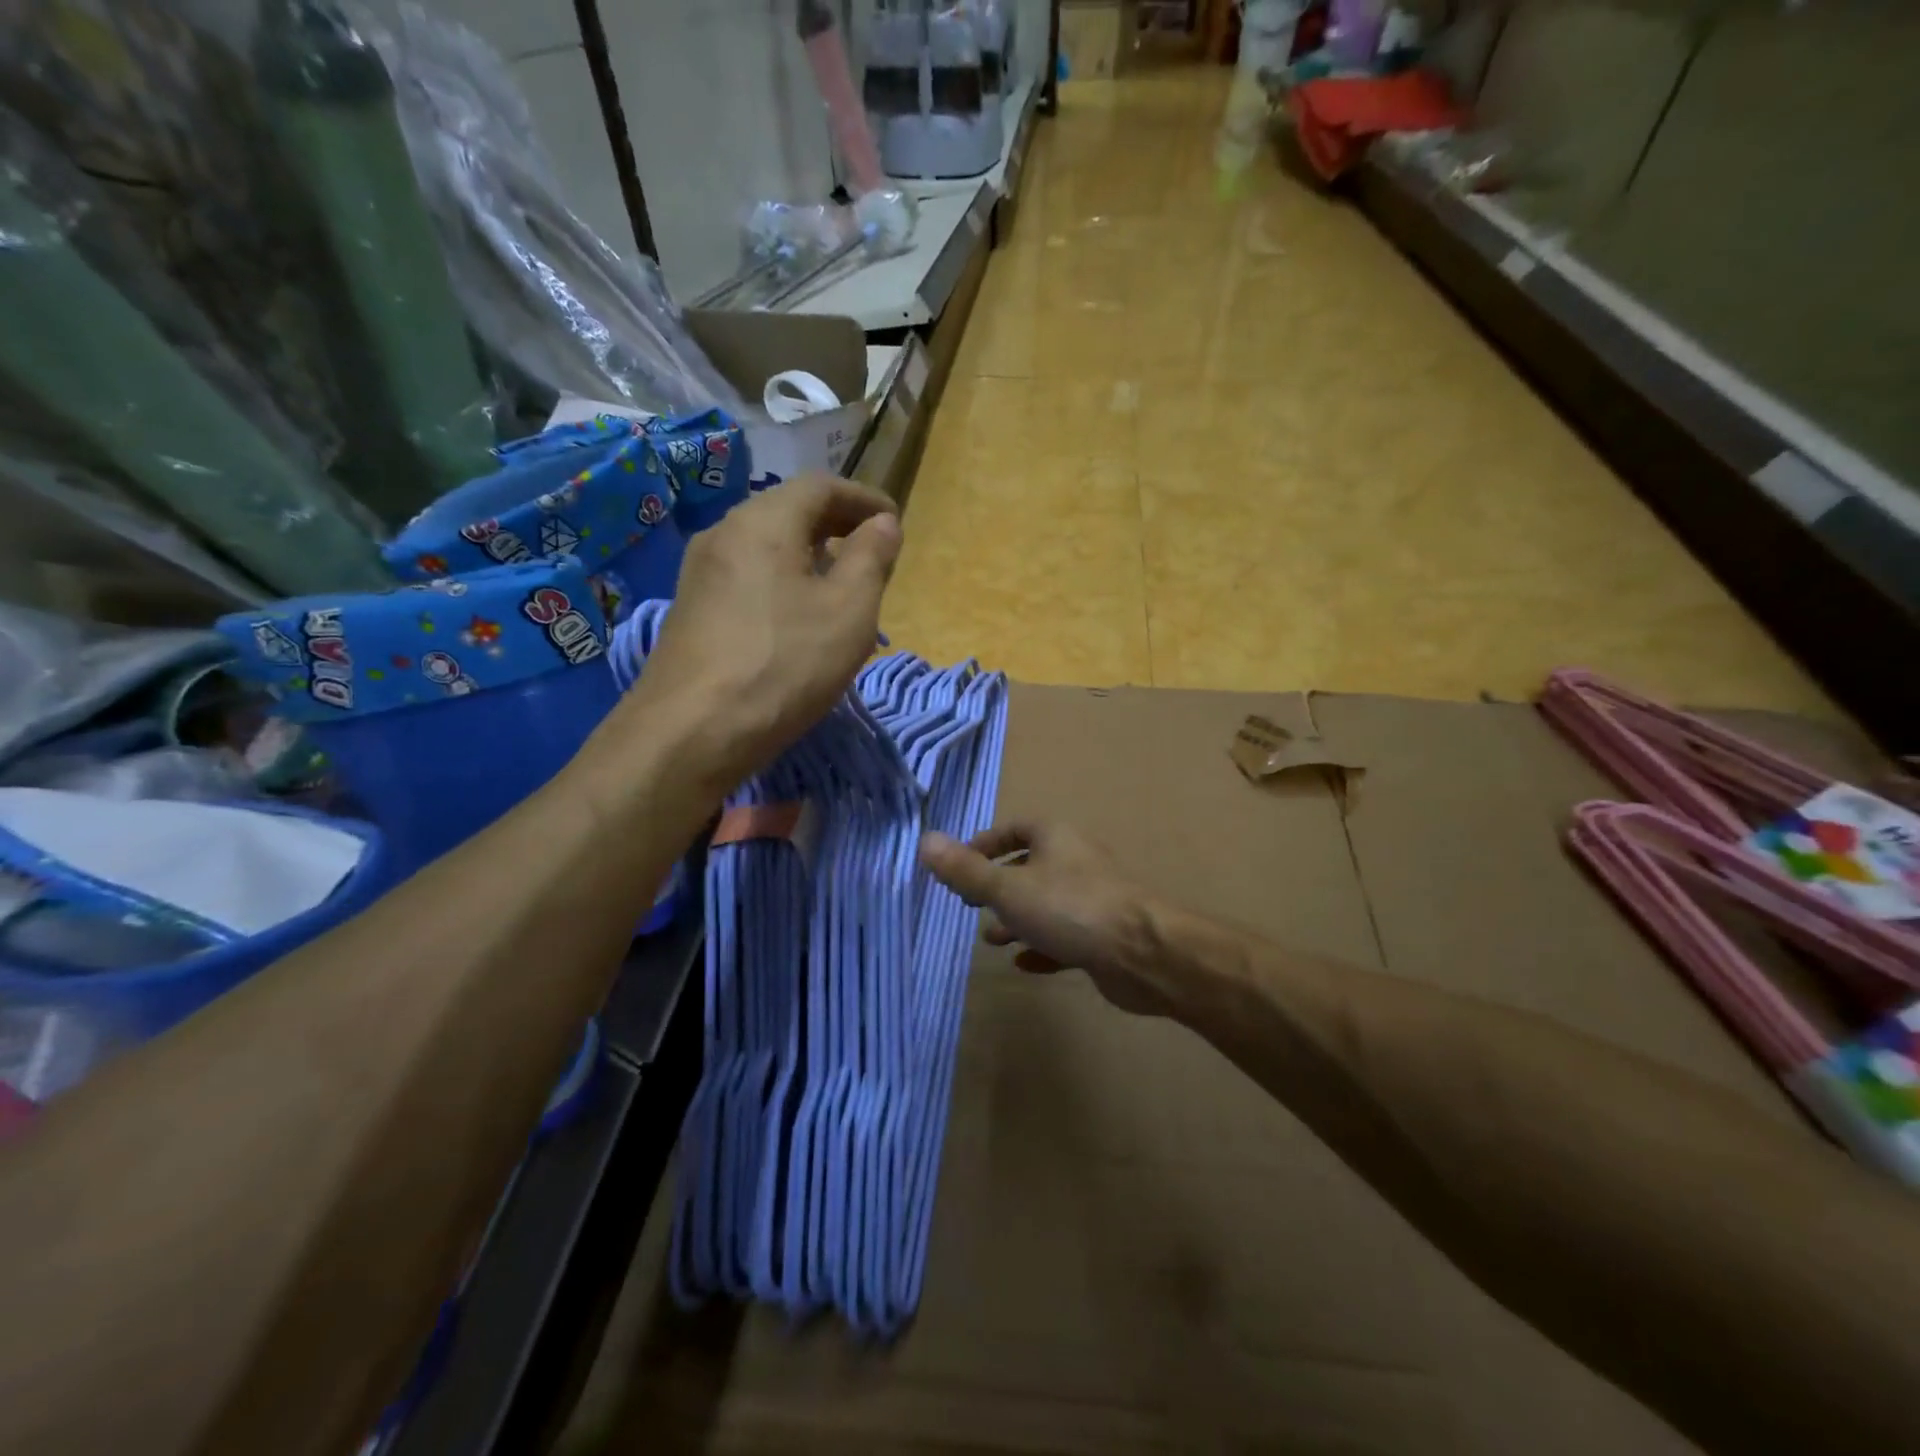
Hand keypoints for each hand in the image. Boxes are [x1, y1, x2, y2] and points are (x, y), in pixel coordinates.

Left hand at [621, 474, 900, 789]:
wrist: (689, 734)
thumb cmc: (783, 666)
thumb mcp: (848, 612)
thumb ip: (871, 559)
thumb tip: (883, 523)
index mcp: (763, 522)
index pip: (821, 486)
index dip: (864, 499)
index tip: (896, 522)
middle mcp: (724, 534)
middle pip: (789, 512)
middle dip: (837, 527)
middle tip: (874, 554)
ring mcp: (700, 574)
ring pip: (767, 547)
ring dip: (810, 557)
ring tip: (842, 589)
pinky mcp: (691, 611)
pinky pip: (748, 578)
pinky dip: (783, 582)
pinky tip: (799, 620)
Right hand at [919, 821, 1175, 1015]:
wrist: (1143, 953)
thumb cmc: (1070, 909)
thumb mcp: (1007, 889)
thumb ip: (966, 870)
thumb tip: (925, 841)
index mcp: (1055, 838)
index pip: (1015, 828)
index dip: (986, 844)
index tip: (961, 867)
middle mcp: (1075, 861)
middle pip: (1030, 866)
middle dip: (998, 886)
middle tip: (971, 906)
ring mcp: (1093, 899)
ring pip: (1047, 903)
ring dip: (1018, 919)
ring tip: (992, 939)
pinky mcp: (1104, 935)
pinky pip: (1066, 937)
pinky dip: (1043, 947)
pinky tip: (1025, 965)